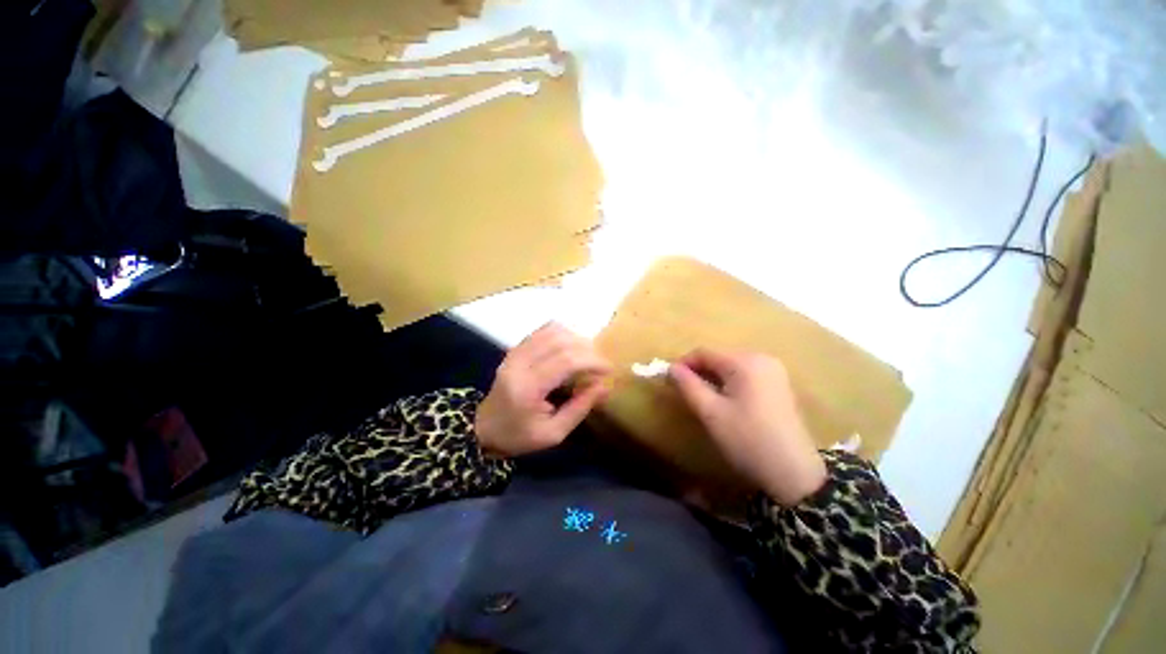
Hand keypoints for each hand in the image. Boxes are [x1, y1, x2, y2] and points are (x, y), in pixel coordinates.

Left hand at [475, 323, 612, 456]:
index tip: (608, 370)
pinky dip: (562, 334)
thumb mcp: (553, 433)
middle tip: (600, 365)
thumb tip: (605, 386)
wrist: (484, 428)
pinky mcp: (515, 348)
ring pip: (552, 331)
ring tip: (587, 356)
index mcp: (528, 387)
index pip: (566, 361)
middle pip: (561, 341)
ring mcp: (515, 352)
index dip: (592, 361)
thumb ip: (580, 408)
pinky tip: (571, 347)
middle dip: (588, 350)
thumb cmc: (519, 435)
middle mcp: (519, 362)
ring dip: (576, 339)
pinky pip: (542, 331)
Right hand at [669, 349, 826, 506]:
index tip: (669, 380)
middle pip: (719, 357)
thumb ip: (688, 385)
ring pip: (731, 366)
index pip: (704, 352)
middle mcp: (762, 358)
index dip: (684, 364)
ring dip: (713, 377)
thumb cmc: (747, 440)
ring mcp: (774, 371)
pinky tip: (725, 401)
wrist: (794, 474)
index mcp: (746, 362)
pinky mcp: (779, 385)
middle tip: (684, 392)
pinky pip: (746, 375)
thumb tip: (671, 367)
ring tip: (702, 398)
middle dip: (699, 371)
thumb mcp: (711, 412)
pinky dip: (729, 383)